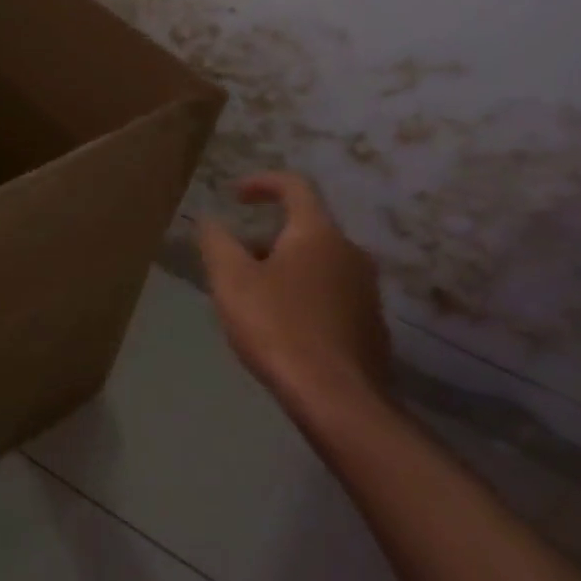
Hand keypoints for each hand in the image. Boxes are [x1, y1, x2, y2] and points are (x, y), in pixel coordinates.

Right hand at [196, 172, 392, 427]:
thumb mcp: (231, 280)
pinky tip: (279, 325)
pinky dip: (301, 294)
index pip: (294, 187)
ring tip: (250, 296)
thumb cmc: (278, 327)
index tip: (234, 195)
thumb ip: (217, 242)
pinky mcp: (369, 323)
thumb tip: (210, 221)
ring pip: (316, 262)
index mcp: (318, 234)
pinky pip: (329, 292)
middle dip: (264, 237)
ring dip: (282, 267)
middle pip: (304, 228)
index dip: (262, 182)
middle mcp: (350, 252)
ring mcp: (366, 289)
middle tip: (232, 261)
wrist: (337, 398)